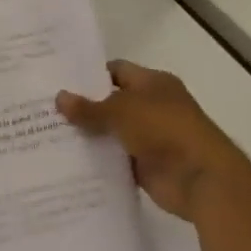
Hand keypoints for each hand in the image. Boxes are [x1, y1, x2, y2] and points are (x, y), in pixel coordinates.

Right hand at [57, 59, 250, 221]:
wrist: (203, 180)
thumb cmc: (164, 130)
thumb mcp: (120, 111)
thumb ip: (88, 107)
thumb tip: (59, 97)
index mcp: (153, 83)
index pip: (115, 71)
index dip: (89, 74)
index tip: (59, 80)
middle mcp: (154, 106)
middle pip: (112, 102)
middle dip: (84, 106)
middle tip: (48, 107)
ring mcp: (152, 137)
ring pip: (113, 131)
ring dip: (90, 134)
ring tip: (51, 132)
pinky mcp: (148, 165)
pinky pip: (117, 158)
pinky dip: (100, 159)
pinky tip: (70, 159)